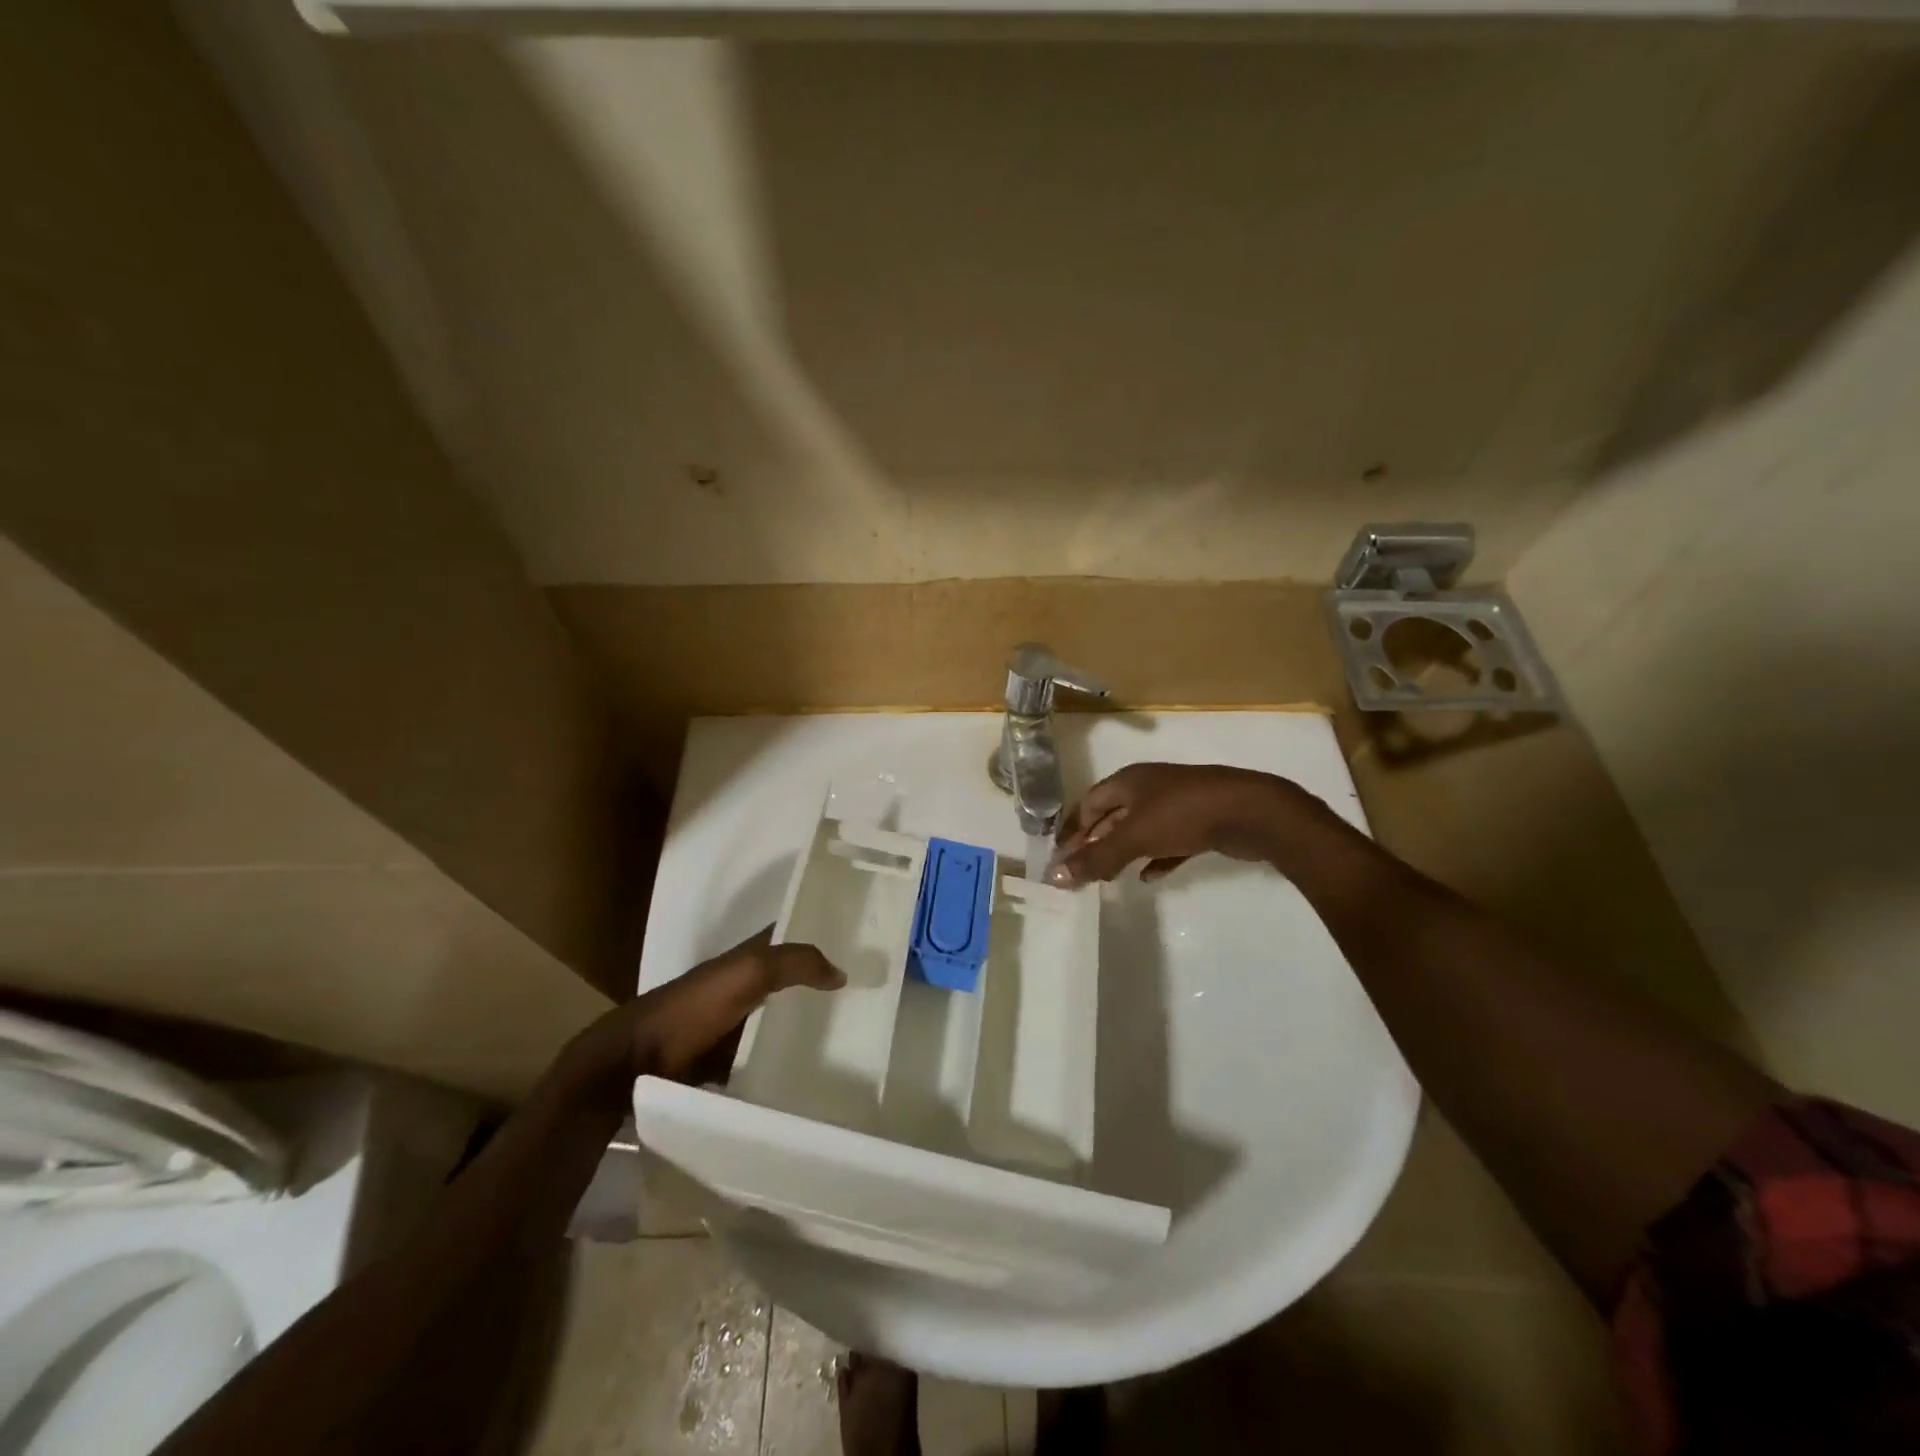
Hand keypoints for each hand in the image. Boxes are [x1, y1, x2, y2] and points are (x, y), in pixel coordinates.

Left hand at [558, 929, 842, 1100]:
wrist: (635, 1064)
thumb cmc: (692, 1009)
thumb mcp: (747, 972)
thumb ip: (793, 963)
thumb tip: (842, 973)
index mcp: (746, 957)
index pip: (790, 936)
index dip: (821, 933)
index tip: (862, 945)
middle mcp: (742, 985)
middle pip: (790, 980)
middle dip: (821, 985)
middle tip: (868, 1000)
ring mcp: (733, 1025)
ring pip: (779, 1020)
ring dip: (805, 1027)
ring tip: (853, 1040)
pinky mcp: (726, 1062)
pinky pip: (764, 1058)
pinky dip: (784, 1063)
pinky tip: (814, 1076)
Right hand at [1045, 763, 1314, 887]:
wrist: (1251, 811)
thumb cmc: (1184, 814)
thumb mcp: (1134, 836)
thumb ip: (1097, 857)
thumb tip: (1055, 876)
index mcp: (1129, 781)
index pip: (1089, 802)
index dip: (1072, 827)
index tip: (1060, 855)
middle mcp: (1150, 788)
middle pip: (1113, 815)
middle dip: (1096, 841)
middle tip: (1082, 869)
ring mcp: (1177, 804)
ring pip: (1141, 829)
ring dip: (1123, 851)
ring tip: (1109, 876)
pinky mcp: (1200, 823)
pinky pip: (1169, 842)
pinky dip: (1155, 858)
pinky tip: (1149, 877)